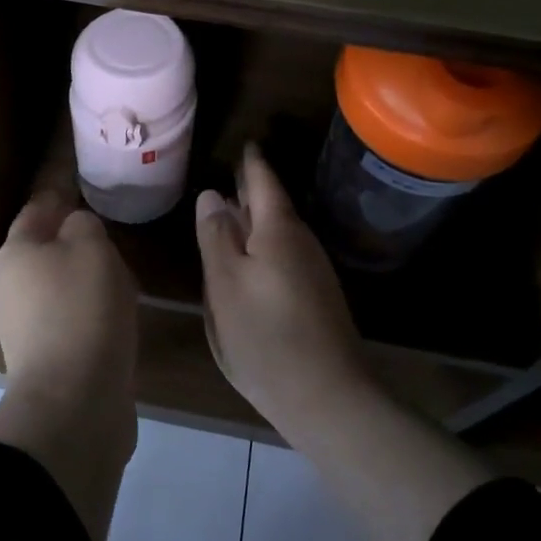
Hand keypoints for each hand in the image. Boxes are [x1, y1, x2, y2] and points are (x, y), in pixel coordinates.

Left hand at [0, 189, 138, 416]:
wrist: (75, 402)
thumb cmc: (81, 309)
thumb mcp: (90, 246)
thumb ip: (83, 224)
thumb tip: (77, 228)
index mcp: (16, 252)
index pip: (38, 208)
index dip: (63, 193)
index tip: (90, 184)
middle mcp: (14, 286)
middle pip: (50, 248)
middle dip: (82, 239)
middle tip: (118, 232)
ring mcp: (30, 324)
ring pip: (67, 284)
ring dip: (94, 277)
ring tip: (129, 273)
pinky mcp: (53, 356)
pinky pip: (78, 317)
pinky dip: (99, 310)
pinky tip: (124, 313)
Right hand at [196, 143, 375, 431]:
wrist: (328, 397)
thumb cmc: (265, 336)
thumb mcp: (226, 284)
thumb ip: (216, 236)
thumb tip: (212, 195)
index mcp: (278, 230)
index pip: (263, 181)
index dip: (250, 163)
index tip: (244, 143)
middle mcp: (301, 242)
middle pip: (274, 205)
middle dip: (253, 189)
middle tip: (232, 173)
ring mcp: (314, 271)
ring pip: (280, 232)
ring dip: (258, 219)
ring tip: (234, 212)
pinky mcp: (317, 297)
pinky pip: (285, 255)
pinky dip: (266, 245)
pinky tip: (252, 259)